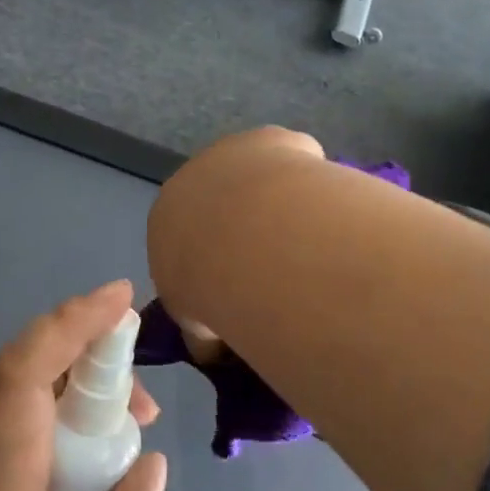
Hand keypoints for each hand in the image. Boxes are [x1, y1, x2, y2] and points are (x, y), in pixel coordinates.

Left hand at [0, 281, 168, 490]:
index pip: (30, 361)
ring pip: (29, 393)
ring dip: (81, 397)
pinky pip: (17, 418)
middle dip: (98, 365)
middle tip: (144, 413)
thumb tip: (154, 465)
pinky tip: (80, 469)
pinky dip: (58, 422)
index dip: (77, 320)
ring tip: (123, 444)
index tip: (122, 298)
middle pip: (37, 367)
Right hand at [153, 127, 325, 363]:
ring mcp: (233, 152)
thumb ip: (203, 335)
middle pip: (222, 200)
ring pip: (258, 177)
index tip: (238, 283)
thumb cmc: (212, 285)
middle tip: (277, 265)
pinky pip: (293, 159)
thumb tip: (211, 352)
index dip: (211, 259)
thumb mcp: (198, 326)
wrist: (248, 235)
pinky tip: (323, 210)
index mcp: (166, 218)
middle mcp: (193, 177)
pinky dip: (306, 181)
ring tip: (305, 240)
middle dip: (245, 226)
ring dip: (275, 200)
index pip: (185, 236)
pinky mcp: (271, 138)